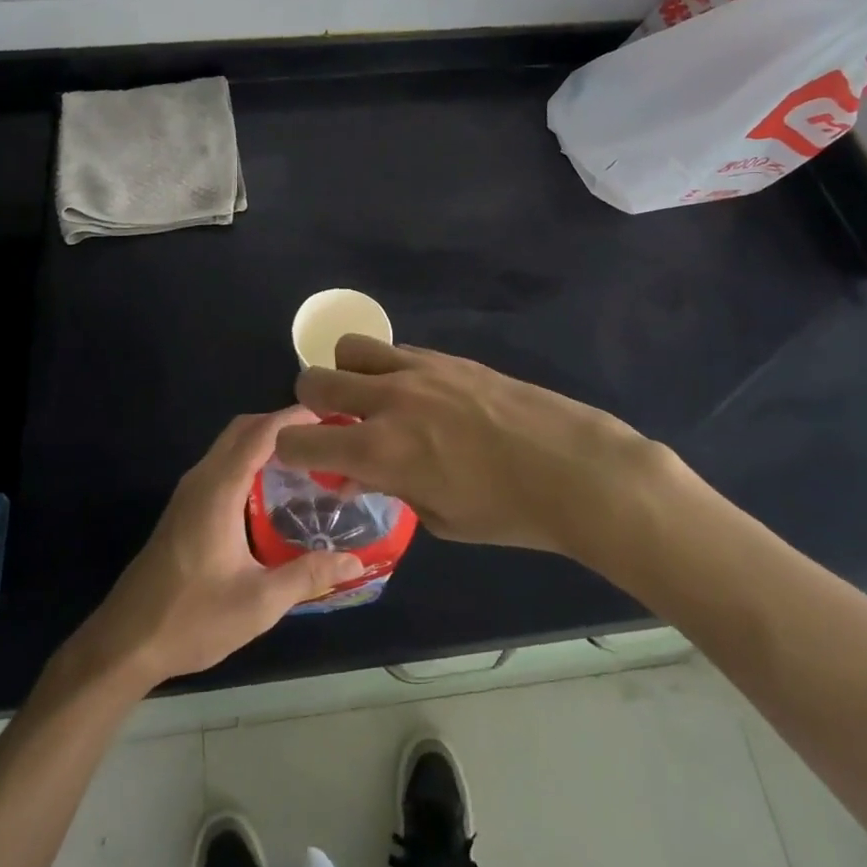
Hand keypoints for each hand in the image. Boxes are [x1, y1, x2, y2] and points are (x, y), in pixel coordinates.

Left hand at [63, 408, 363, 691]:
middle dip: (283, 423)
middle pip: (243, 428)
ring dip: (264, 440)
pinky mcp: (184, 508)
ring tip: (306, 459)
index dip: (295, 417)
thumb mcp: (259, 602)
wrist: (125, 643)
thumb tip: (354, 561)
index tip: (331, 415)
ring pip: (230, 445)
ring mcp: (188, 492)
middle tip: (324, 438)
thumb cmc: (192, 619)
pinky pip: (222, 463)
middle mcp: (201, 479)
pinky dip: (250, 459)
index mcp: (219, 489)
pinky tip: (273, 489)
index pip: (261, 433)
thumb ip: (308, 575)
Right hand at [274, 336, 672, 564]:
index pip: (298, 441)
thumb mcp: (440, 518)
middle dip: (312, 406)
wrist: (574, 469)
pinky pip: (397, 351)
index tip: (307, 462)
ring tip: (374, 399)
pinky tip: (421, 396)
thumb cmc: (508, 512)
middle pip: (314, 381)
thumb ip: (392, 488)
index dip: (292, 453)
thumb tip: (364, 474)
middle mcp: (387, 399)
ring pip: (350, 348)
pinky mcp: (447, 357)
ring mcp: (418, 370)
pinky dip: (391, 370)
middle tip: (337, 425)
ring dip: (348, 373)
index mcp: (378, 450)